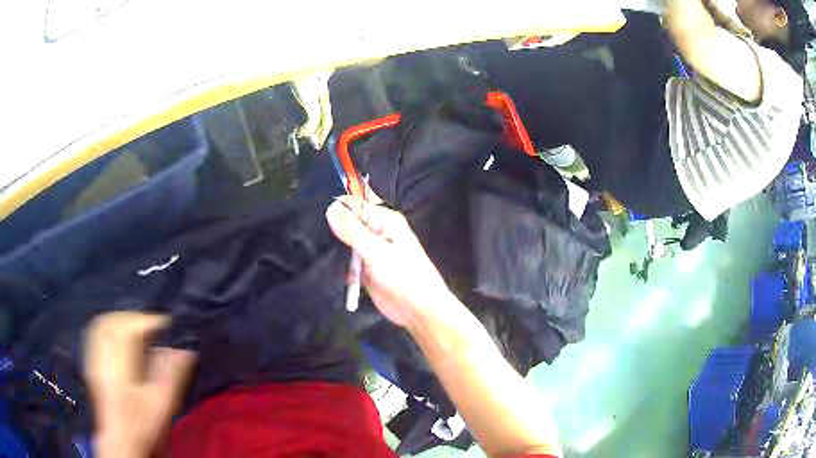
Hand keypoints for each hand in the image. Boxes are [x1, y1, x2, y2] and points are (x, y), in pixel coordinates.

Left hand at [85, 312, 196, 457]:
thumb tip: (186, 351)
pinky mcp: (92, 365)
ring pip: (101, 326)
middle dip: (132, 318)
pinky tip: (120, 338)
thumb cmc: (142, 425)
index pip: (128, 330)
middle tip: (152, 326)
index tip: (165, 325)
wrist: (121, 442)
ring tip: (138, 329)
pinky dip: (109, 329)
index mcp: (119, 368)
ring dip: (120, 321)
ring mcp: (94, 361)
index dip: (147, 321)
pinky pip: (95, 335)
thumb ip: (171, 375)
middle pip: (111, 322)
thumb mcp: (161, 404)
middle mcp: (102, 359)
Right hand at [326, 196, 454, 327]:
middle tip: (311, 235)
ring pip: (345, 241)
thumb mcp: (377, 252)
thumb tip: (331, 207)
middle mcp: (377, 230)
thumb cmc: (404, 277)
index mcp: (385, 219)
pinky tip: (323, 264)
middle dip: (332, 227)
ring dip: (333, 246)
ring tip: (314, 249)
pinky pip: (346, 259)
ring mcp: (370, 250)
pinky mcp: (364, 268)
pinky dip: (338, 262)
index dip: (337, 209)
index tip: (317, 220)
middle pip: (348, 221)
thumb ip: (353, 231)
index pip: (355, 204)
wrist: (418, 311)